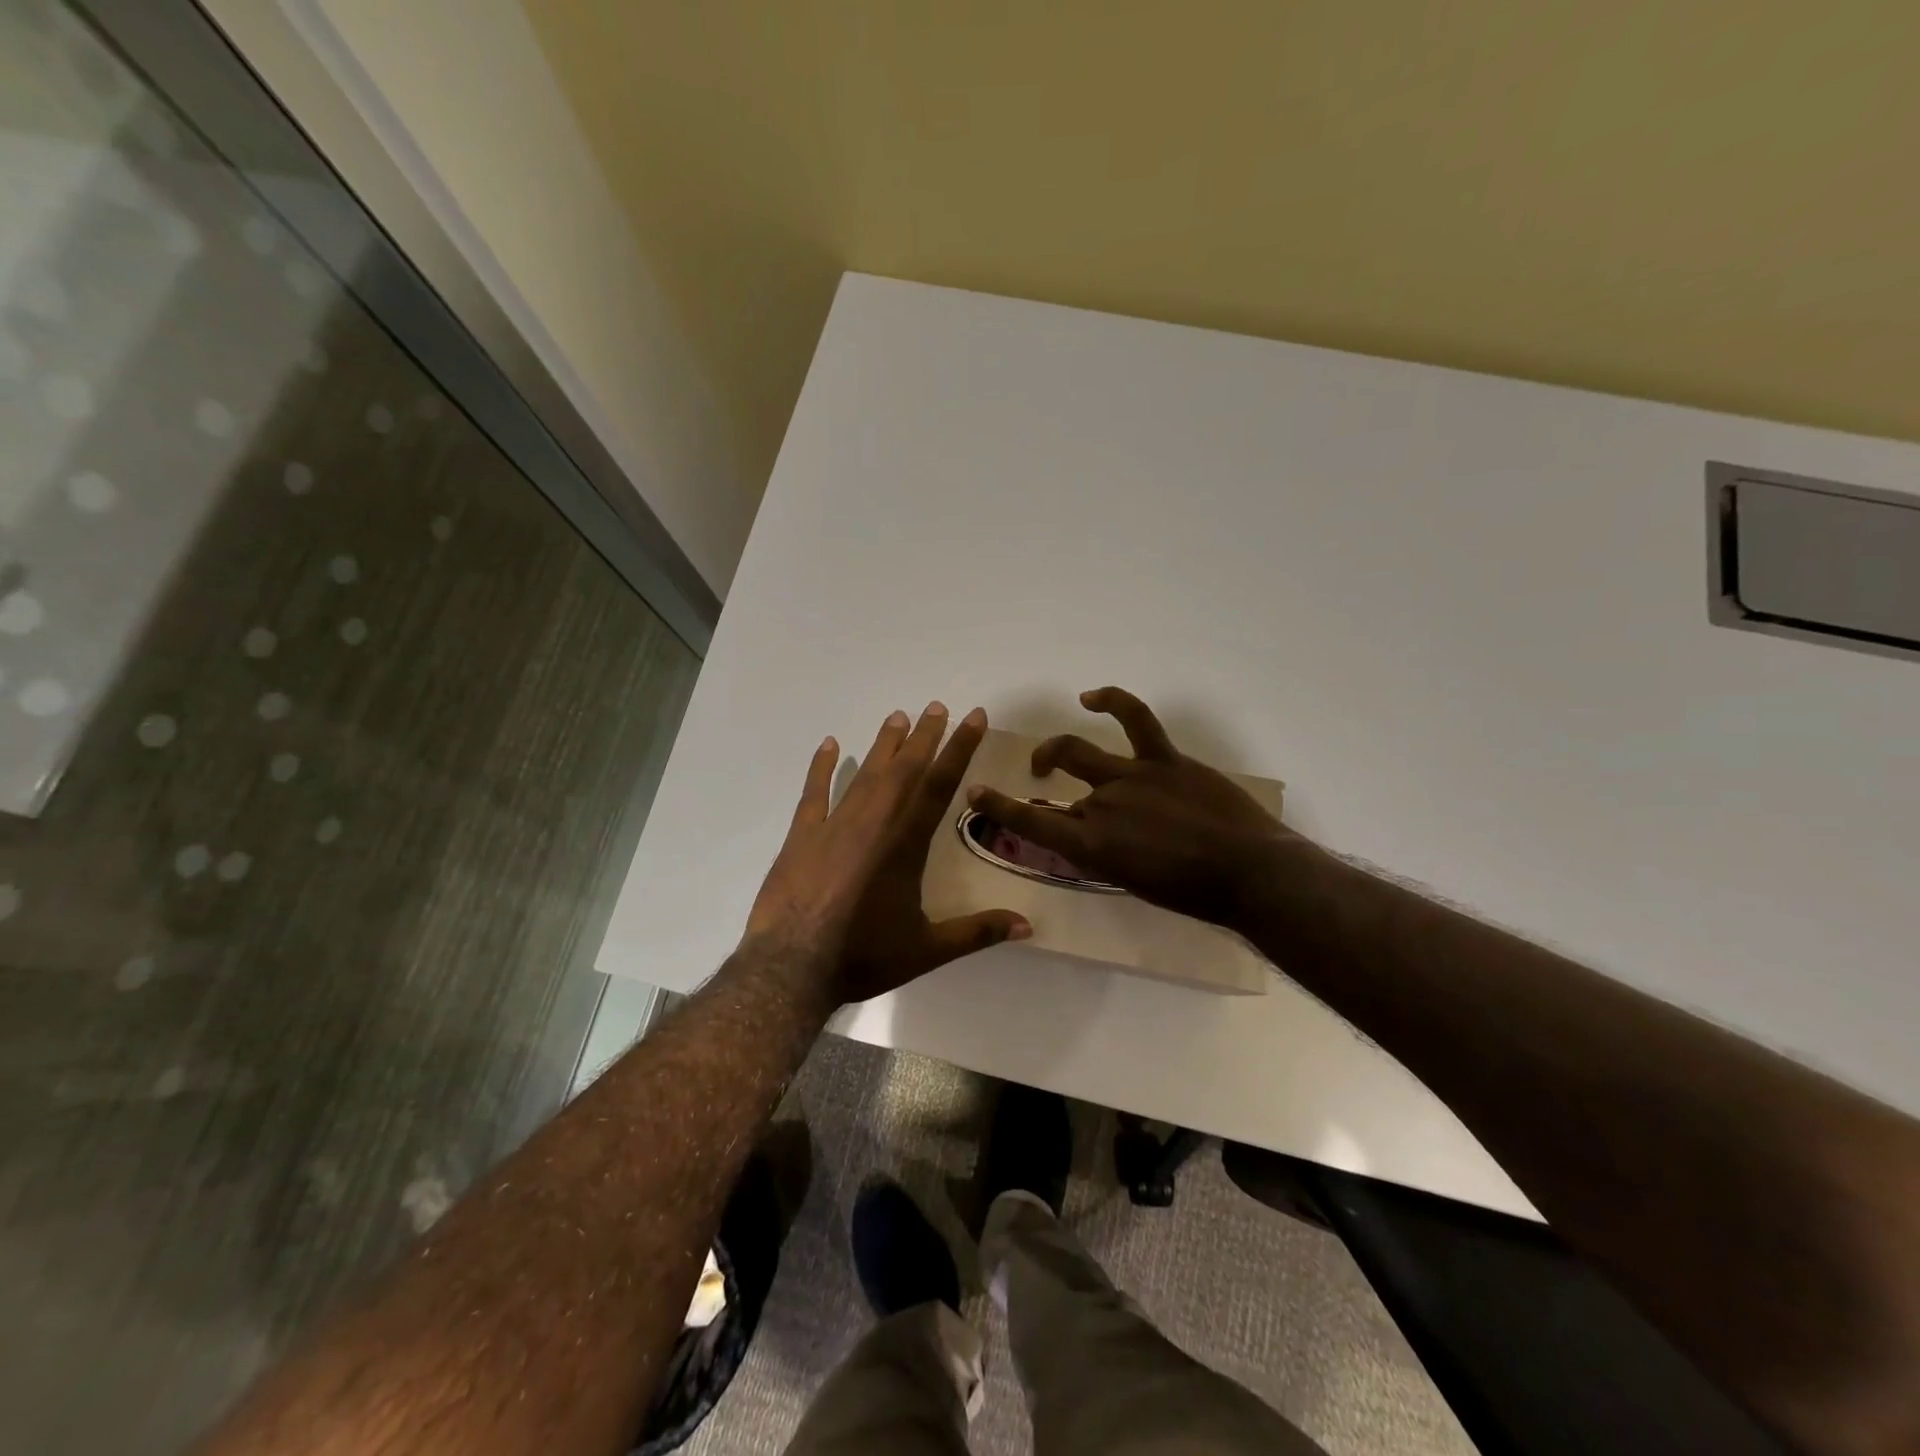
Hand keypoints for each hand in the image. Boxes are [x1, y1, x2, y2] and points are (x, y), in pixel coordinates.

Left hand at [745, 703, 1028, 1007]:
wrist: (791, 968)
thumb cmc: (863, 956)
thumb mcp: (927, 950)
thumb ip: (977, 932)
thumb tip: (1027, 927)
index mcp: (906, 844)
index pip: (940, 785)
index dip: (959, 748)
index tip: (973, 717)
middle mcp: (874, 823)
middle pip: (904, 770)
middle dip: (924, 736)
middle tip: (936, 706)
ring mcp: (834, 826)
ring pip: (865, 774)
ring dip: (884, 745)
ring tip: (897, 716)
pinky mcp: (802, 836)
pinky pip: (814, 792)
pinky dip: (822, 767)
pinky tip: (829, 745)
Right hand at [967, 687, 1295, 929]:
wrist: (1249, 873)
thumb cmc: (1194, 894)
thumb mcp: (1134, 883)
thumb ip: (1105, 856)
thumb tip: (1092, 837)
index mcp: (1092, 846)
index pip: (1032, 823)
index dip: (999, 807)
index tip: (975, 793)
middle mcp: (1102, 806)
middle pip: (1062, 792)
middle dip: (1045, 787)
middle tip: (1040, 786)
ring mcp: (1132, 777)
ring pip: (1079, 751)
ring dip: (1056, 749)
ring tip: (1048, 755)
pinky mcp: (1165, 759)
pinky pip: (1135, 719)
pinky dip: (1112, 700)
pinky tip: (1092, 697)